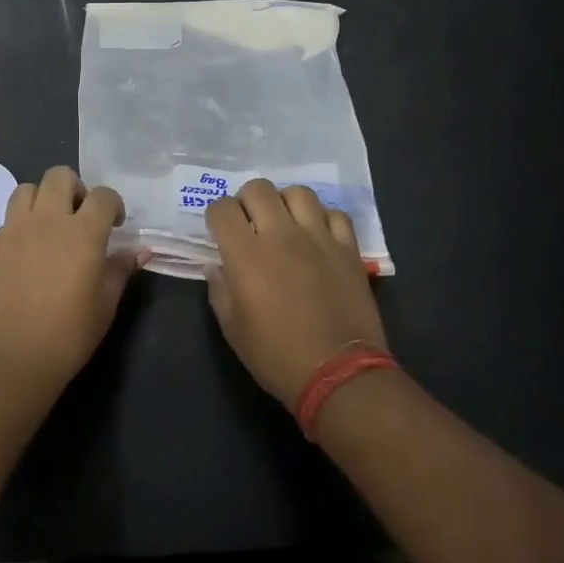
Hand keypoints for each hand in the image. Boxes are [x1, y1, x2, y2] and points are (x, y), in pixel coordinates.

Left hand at [0, 166, 140, 400]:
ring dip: (41, 201)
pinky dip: (18, 229)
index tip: (114, 224)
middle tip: (78, 218)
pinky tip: (23, 258)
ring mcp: (12, 230)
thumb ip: (120, 270)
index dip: (112, 204)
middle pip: (59, 176)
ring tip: (47, 229)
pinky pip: (6, 222)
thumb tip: (140, 250)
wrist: (8, 359)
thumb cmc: (67, 335)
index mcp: (82, 232)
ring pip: (25, 190)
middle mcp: (46, 220)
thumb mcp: (105, 305)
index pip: (103, 195)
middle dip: (74, 189)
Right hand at [206, 179, 387, 406]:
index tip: (219, 231)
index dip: (216, 215)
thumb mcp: (232, 329)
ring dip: (285, 203)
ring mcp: (318, 238)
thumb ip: (220, 290)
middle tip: (249, 222)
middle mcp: (281, 235)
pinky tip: (318, 236)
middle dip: (247, 200)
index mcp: (245, 254)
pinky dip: (323, 219)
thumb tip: (216, 267)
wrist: (338, 373)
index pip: (222, 209)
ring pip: (298, 193)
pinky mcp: (348, 248)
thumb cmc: (276, 355)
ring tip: (285, 223)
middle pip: (258, 189)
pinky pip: (335, 215)